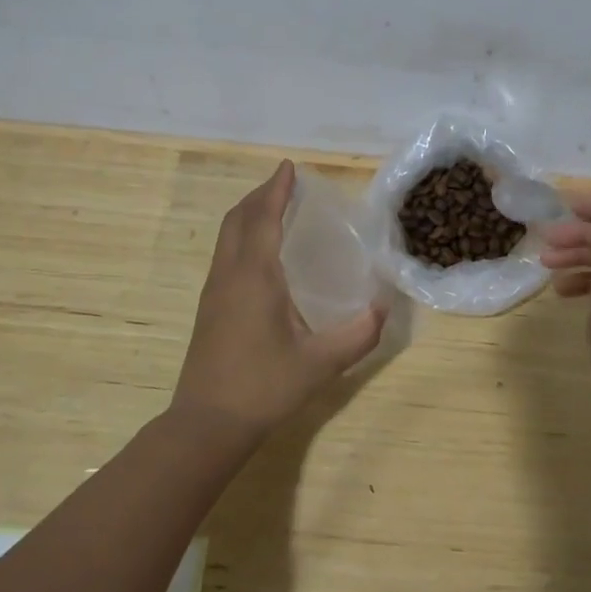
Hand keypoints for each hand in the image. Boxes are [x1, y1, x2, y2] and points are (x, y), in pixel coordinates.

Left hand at [172, 160, 385, 444]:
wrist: (207, 424)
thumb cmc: (264, 387)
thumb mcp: (320, 363)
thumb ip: (357, 334)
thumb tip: (383, 309)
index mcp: (255, 276)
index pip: (263, 217)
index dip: (276, 189)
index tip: (289, 167)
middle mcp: (230, 274)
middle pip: (238, 218)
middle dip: (260, 195)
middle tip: (286, 184)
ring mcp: (215, 291)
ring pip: (227, 236)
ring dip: (249, 214)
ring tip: (274, 209)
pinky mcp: (210, 308)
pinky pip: (225, 254)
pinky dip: (242, 235)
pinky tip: (261, 254)